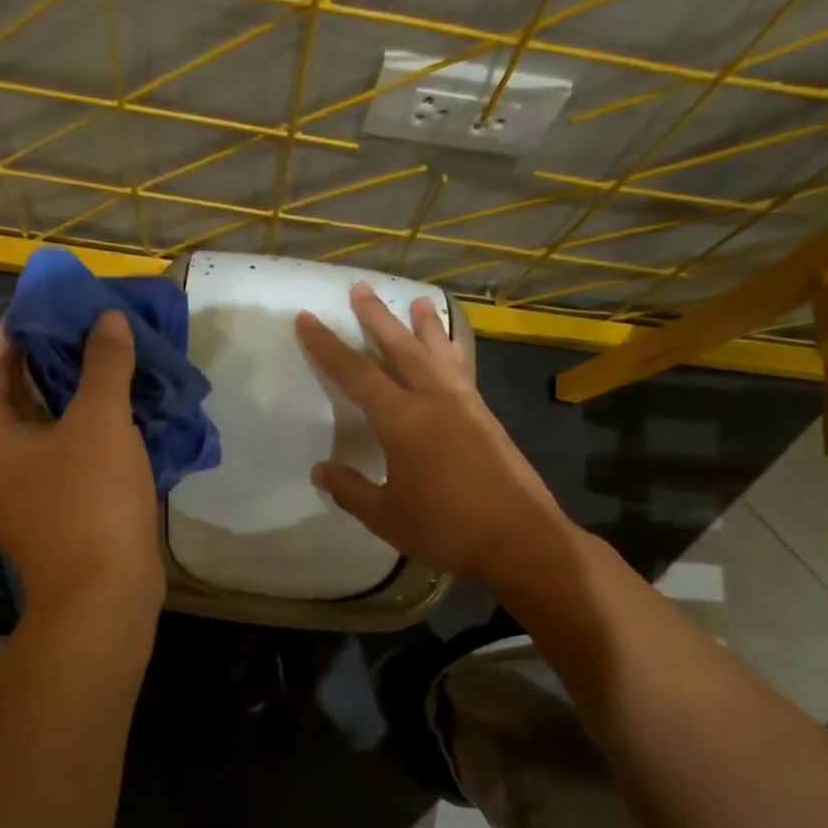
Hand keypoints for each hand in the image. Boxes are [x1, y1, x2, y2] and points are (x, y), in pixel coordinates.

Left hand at [0, 312, 162, 609]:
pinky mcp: (37, 510)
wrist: (103, 593)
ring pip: (18, 427)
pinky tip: (103, 419)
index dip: (20, 326)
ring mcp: (7, 490)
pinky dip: (63, 431)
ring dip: (48, 398)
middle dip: (27, 364)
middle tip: (66, 343)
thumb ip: (104, 364)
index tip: (58, 306)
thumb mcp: (101, 422)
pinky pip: (41, 455)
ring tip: (89, 373)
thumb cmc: (92, 501)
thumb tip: (108, 320)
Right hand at [295, 283, 572, 597]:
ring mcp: (465, 405)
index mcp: (402, 421)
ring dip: (423, 326)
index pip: (356, 373)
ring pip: (438, 353)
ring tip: (417, 301)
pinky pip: (461, 370)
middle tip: (360, 288)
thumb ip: (350, 490)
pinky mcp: (486, 417)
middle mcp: (434, 400)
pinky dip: (450, 352)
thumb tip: (321, 470)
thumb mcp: (386, 516)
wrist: (519, 539)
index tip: (307, 319)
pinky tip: (450, 353)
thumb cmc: (446, 529)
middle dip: (377, 317)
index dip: (327, 346)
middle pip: (400, 347)